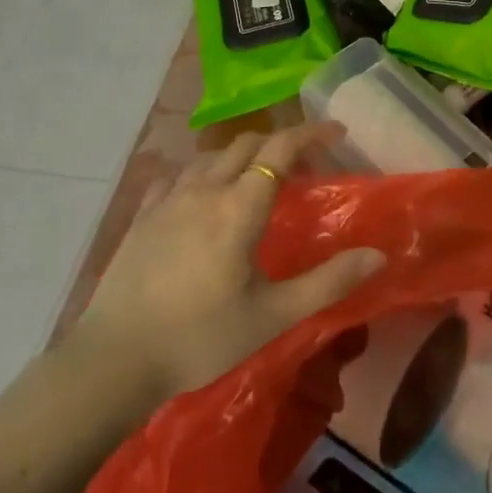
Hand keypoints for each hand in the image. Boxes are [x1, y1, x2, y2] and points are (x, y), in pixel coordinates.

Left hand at [70, 123, 384, 399]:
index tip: (336, 130)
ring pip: (209, 157)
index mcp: (238, 208)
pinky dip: (199, 174)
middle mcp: (203, 191)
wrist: (113, 361)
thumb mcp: (273, 316)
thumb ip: (328, 282)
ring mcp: (166, 201)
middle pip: (245, 144)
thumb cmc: (200, 337)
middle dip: (279, 142)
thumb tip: (378, 255)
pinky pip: (175, 177)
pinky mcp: (140, 218)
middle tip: (303, 164)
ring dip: (240, 156)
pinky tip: (199, 196)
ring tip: (255, 178)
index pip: (279, 149)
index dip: (310, 133)